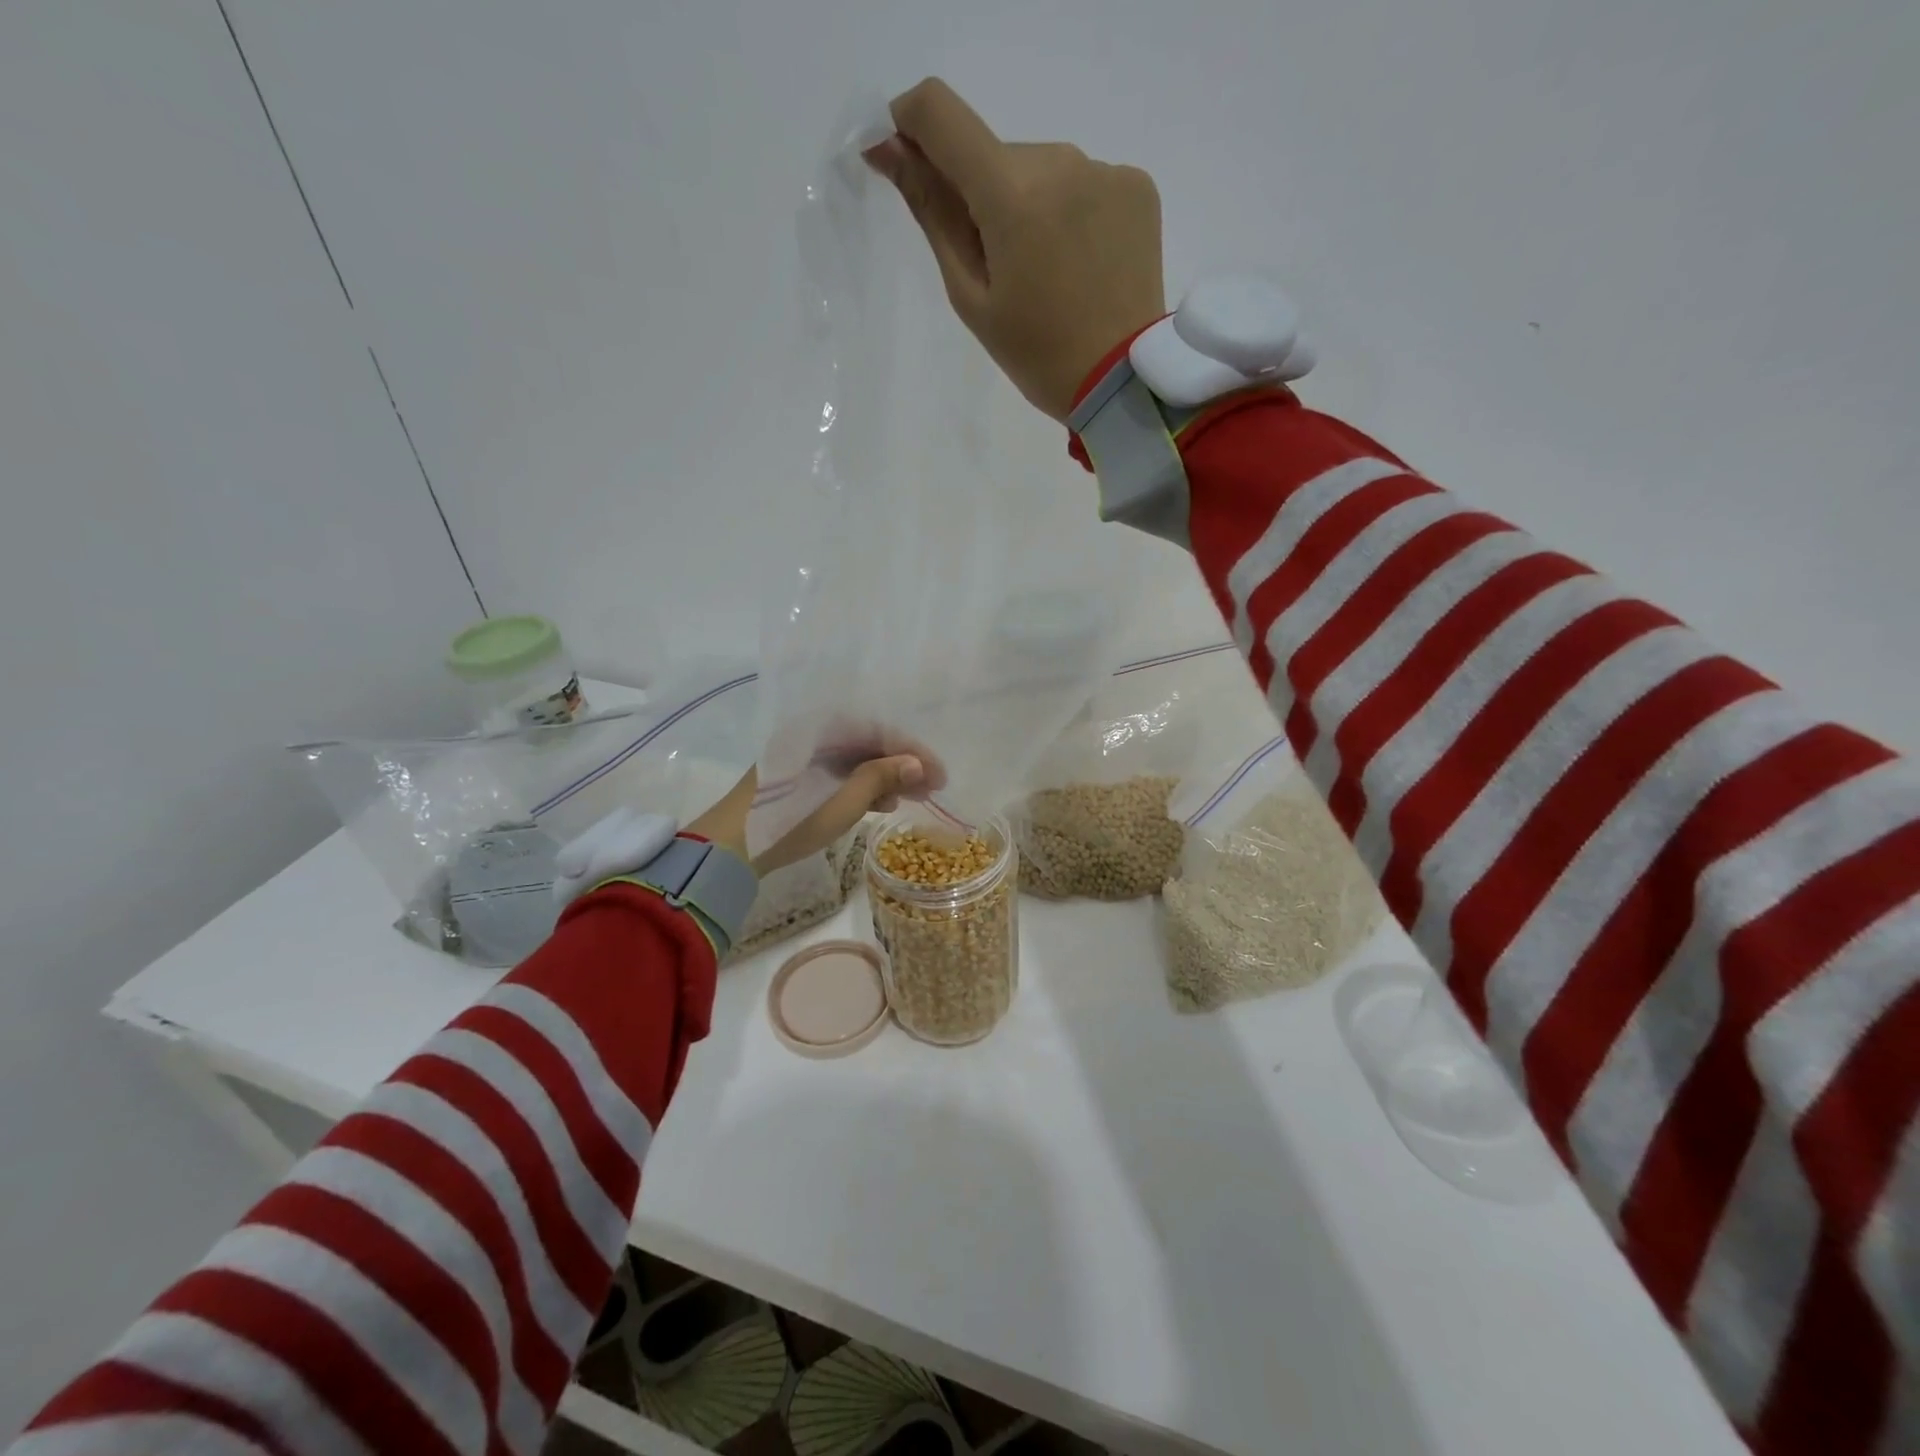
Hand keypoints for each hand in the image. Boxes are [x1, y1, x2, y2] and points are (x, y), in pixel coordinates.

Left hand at [689, 751, 941, 877]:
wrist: (729, 849)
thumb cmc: (790, 822)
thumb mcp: (843, 801)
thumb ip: (882, 777)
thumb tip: (917, 765)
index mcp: (820, 729)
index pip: (879, 731)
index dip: (914, 753)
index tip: (941, 776)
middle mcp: (811, 734)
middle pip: (867, 743)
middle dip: (902, 765)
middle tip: (931, 790)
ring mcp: (800, 756)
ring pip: (853, 760)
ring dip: (883, 778)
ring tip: (906, 800)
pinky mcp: (794, 778)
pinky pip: (838, 773)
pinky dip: (860, 787)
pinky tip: (877, 805)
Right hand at [866, 78, 1164, 421]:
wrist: (1122, 381)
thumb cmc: (1037, 354)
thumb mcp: (972, 297)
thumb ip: (933, 214)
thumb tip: (889, 149)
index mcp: (1011, 194)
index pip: (941, 115)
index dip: (910, 123)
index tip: (902, 155)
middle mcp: (1060, 161)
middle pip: (995, 156)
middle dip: (982, 198)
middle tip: (1001, 270)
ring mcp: (1104, 169)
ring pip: (1040, 169)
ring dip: (1028, 205)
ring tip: (1047, 273)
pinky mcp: (1136, 184)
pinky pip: (1082, 182)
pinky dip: (1068, 213)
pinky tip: (1080, 263)